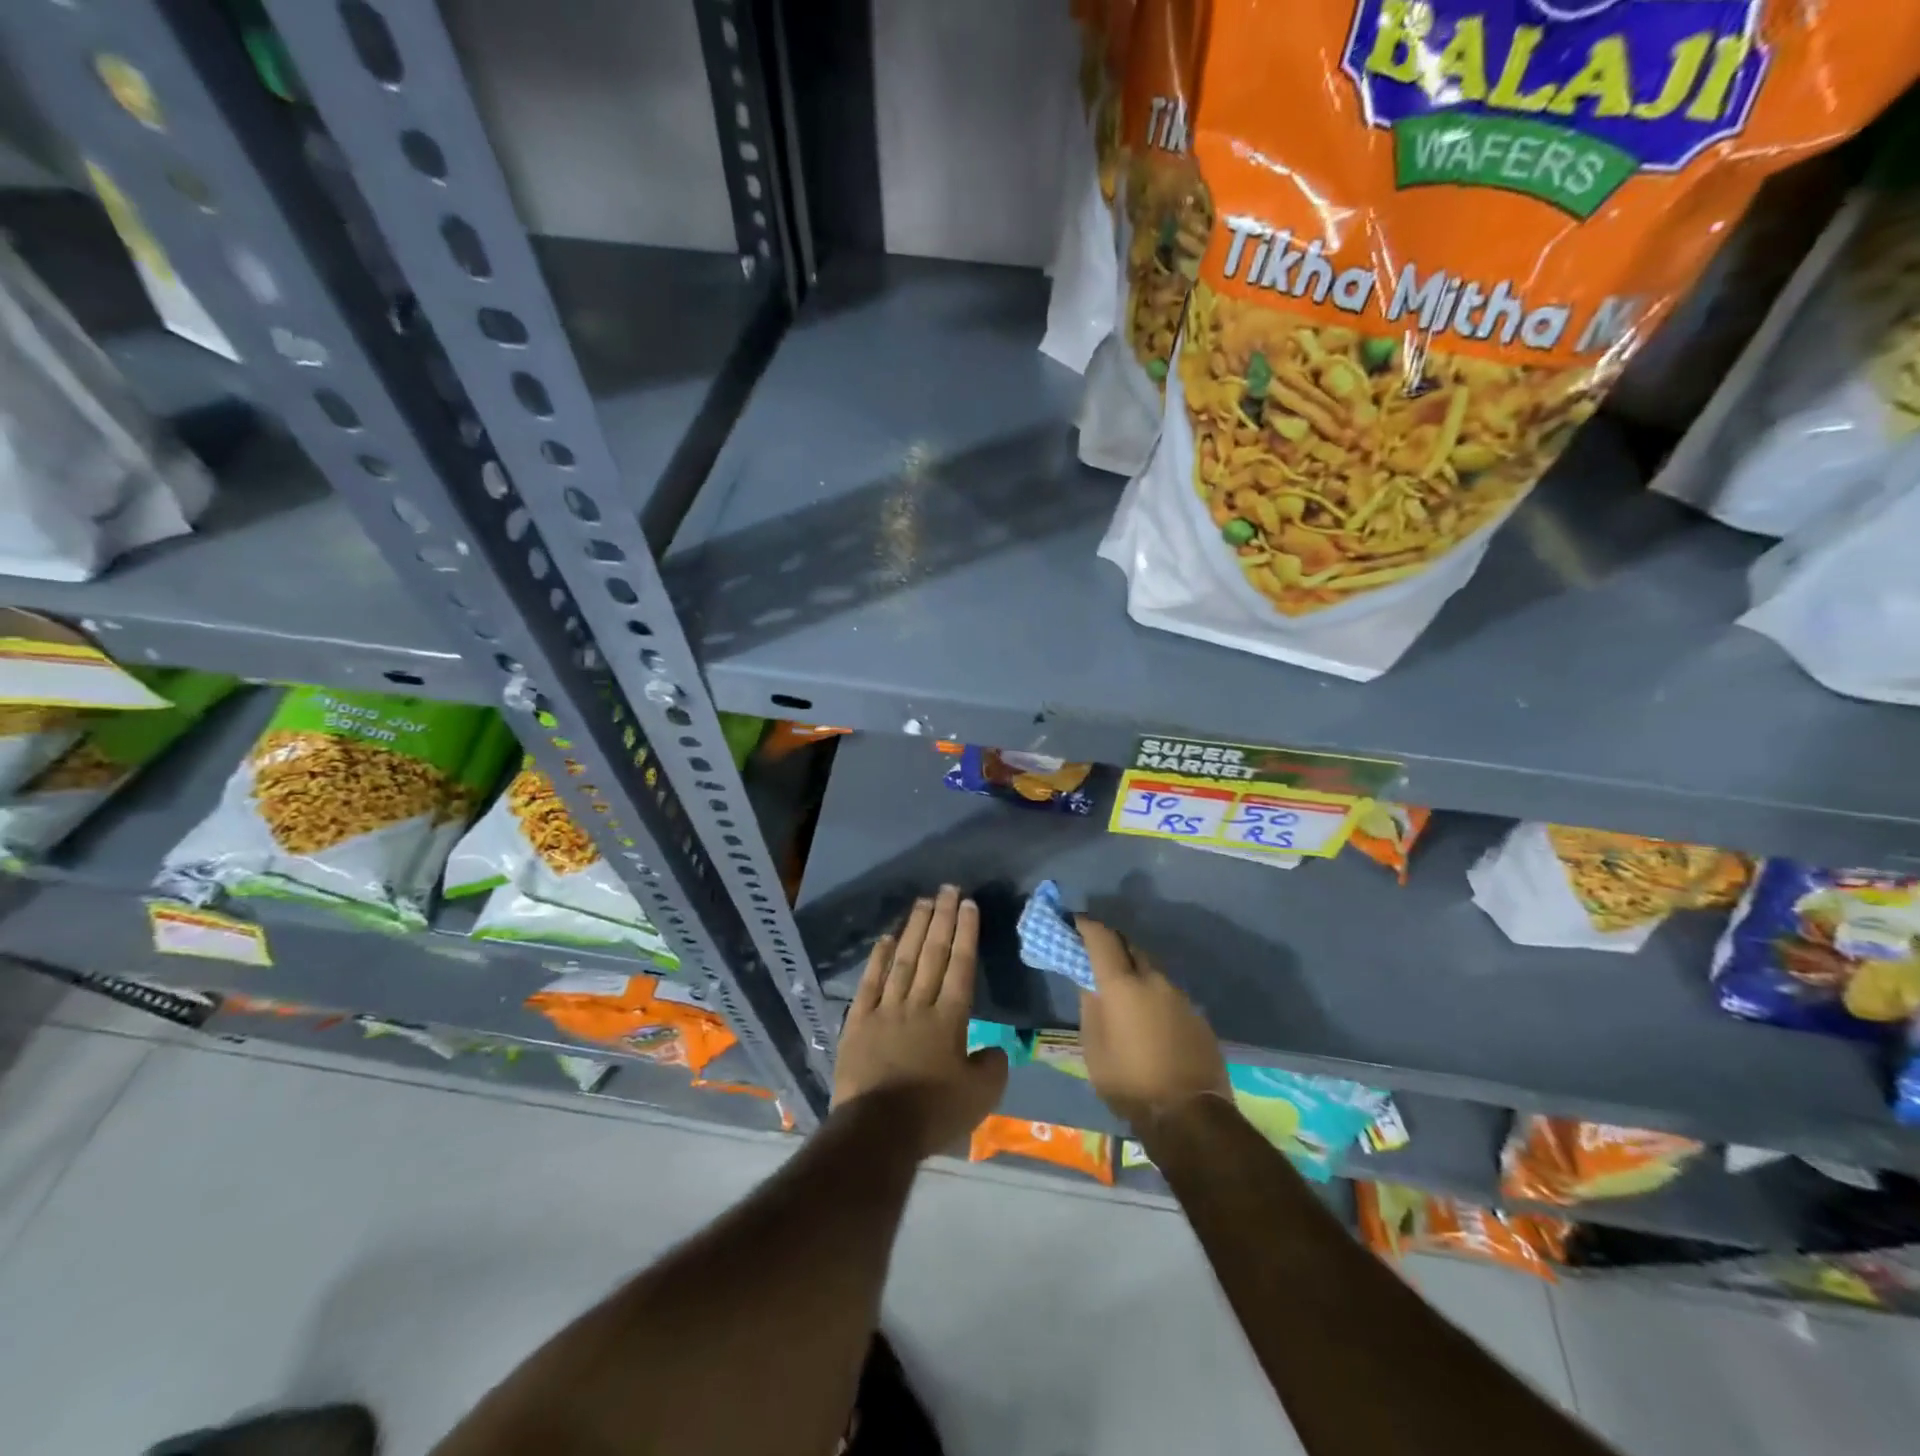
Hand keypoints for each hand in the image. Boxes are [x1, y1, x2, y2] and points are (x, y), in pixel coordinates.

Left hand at [834, 885, 1008, 1156]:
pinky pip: (870, 983)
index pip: (960, 966)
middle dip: (942, 919)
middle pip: (933, 954)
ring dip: (914, 929)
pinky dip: (878, 959)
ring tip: (922, 902)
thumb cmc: (933, 1113)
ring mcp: (885, 1010)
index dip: (966, 933)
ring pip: (903, 960)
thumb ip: (994, 1066)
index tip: (968, 905)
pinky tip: (886, 939)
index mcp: (949, 1019)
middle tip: (947, 889)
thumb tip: (996, 1048)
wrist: (877, 1131)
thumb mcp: (980, 1097)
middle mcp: (918, 1004)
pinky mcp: (858, 1023)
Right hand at [1077, 917, 1229, 1127]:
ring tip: (1122, 991)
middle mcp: (1153, 979)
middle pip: (1130, 947)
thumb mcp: (1093, 1047)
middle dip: (1112, 945)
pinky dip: (1153, 995)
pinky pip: (1168, 993)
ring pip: (1151, 970)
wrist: (1189, 1115)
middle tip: (1095, 954)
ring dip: (1134, 972)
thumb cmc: (1129, 1081)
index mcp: (1122, 983)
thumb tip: (1090, 983)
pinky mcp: (1197, 1015)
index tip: (1074, 922)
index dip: (1086, 925)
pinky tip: (1149, 1018)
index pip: (1101, 937)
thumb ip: (1090, 1007)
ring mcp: (1180, 996)